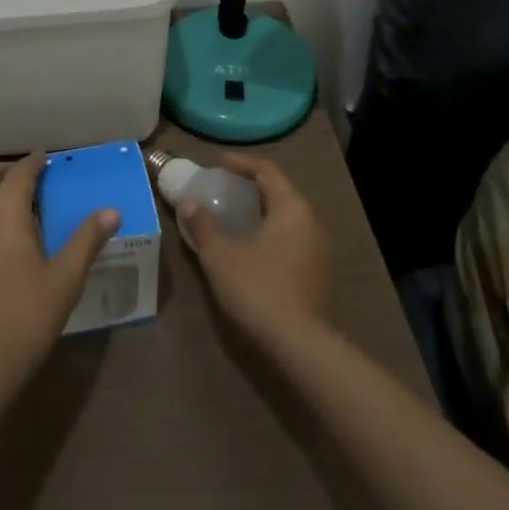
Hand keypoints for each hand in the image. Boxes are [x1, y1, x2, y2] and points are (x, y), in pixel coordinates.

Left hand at [0, 153, 116, 381]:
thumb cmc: (25, 316)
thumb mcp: (65, 278)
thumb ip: (87, 239)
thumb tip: (111, 211)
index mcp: (4, 211)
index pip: (20, 172)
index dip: (35, 162)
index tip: (49, 159)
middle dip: (10, 171)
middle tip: (36, 179)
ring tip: (22, 206)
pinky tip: (4, 237)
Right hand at [180, 154, 330, 345]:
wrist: (300, 345)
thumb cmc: (258, 289)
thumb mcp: (220, 256)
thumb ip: (203, 225)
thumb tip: (188, 202)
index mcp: (291, 207)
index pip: (267, 170)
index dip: (241, 163)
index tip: (218, 164)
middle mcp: (311, 221)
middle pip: (279, 192)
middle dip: (251, 187)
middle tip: (224, 189)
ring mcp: (319, 249)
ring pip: (288, 217)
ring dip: (262, 212)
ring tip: (235, 218)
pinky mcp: (319, 274)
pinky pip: (293, 239)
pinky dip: (272, 233)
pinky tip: (253, 249)